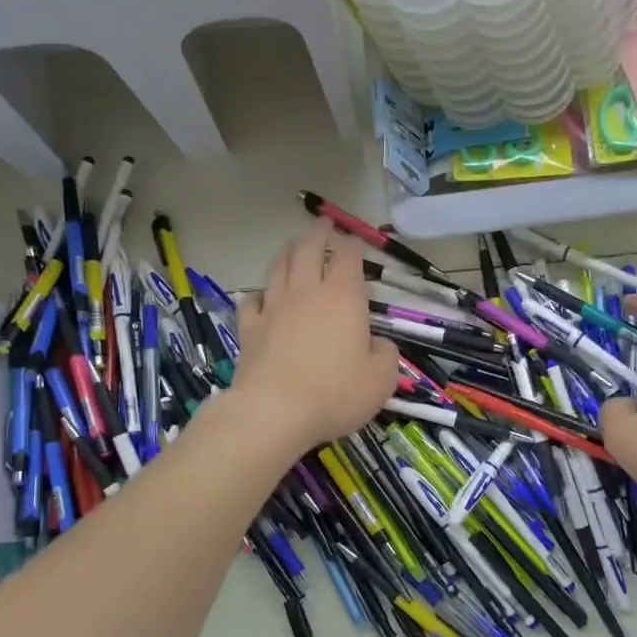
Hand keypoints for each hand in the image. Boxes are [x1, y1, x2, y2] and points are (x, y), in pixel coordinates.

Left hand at [231, 218, 397, 455]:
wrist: (274, 412)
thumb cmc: (335, 394)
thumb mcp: (381, 380)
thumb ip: (386, 355)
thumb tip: (378, 344)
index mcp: (343, 298)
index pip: (348, 257)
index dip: (353, 245)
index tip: (355, 242)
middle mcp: (307, 292)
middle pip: (309, 250)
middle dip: (318, 234)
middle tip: (323, 225)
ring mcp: (274, 307)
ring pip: (279, 267)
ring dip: (288, 253)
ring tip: (294, 247)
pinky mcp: (250, 328)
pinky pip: (252, 300)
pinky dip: (259, 293)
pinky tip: (262, 297)